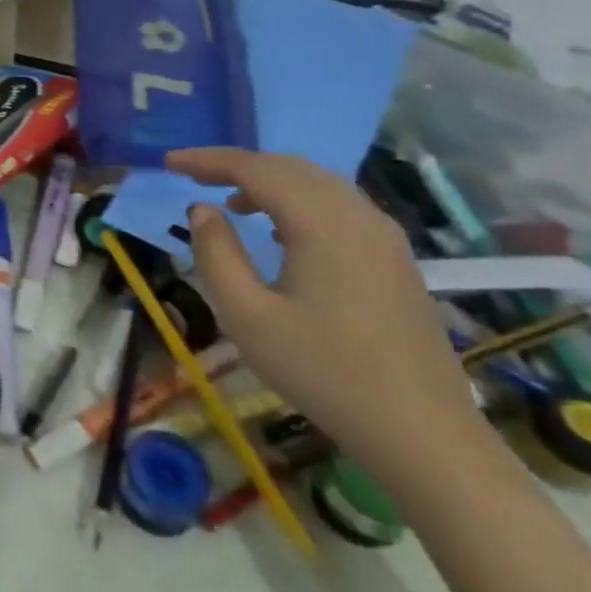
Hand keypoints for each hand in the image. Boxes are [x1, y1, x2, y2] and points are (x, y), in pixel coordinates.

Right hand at [166, 148, 488, 488]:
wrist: (421, 432)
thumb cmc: (323, 371)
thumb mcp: (247, 315)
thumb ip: (216, 253)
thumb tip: (203, 210)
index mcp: (323, 223)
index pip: (257, 168)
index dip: (209, 159)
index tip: (170, 162)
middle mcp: (359, 217)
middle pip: (290, 168)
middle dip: (237, 165)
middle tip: (192, 176)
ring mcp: (384, 238)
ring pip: (318, 184)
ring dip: (269, 181)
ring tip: (230, 201)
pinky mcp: (395, 260)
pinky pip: (339, 207)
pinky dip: (298, 201)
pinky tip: (278, 229)